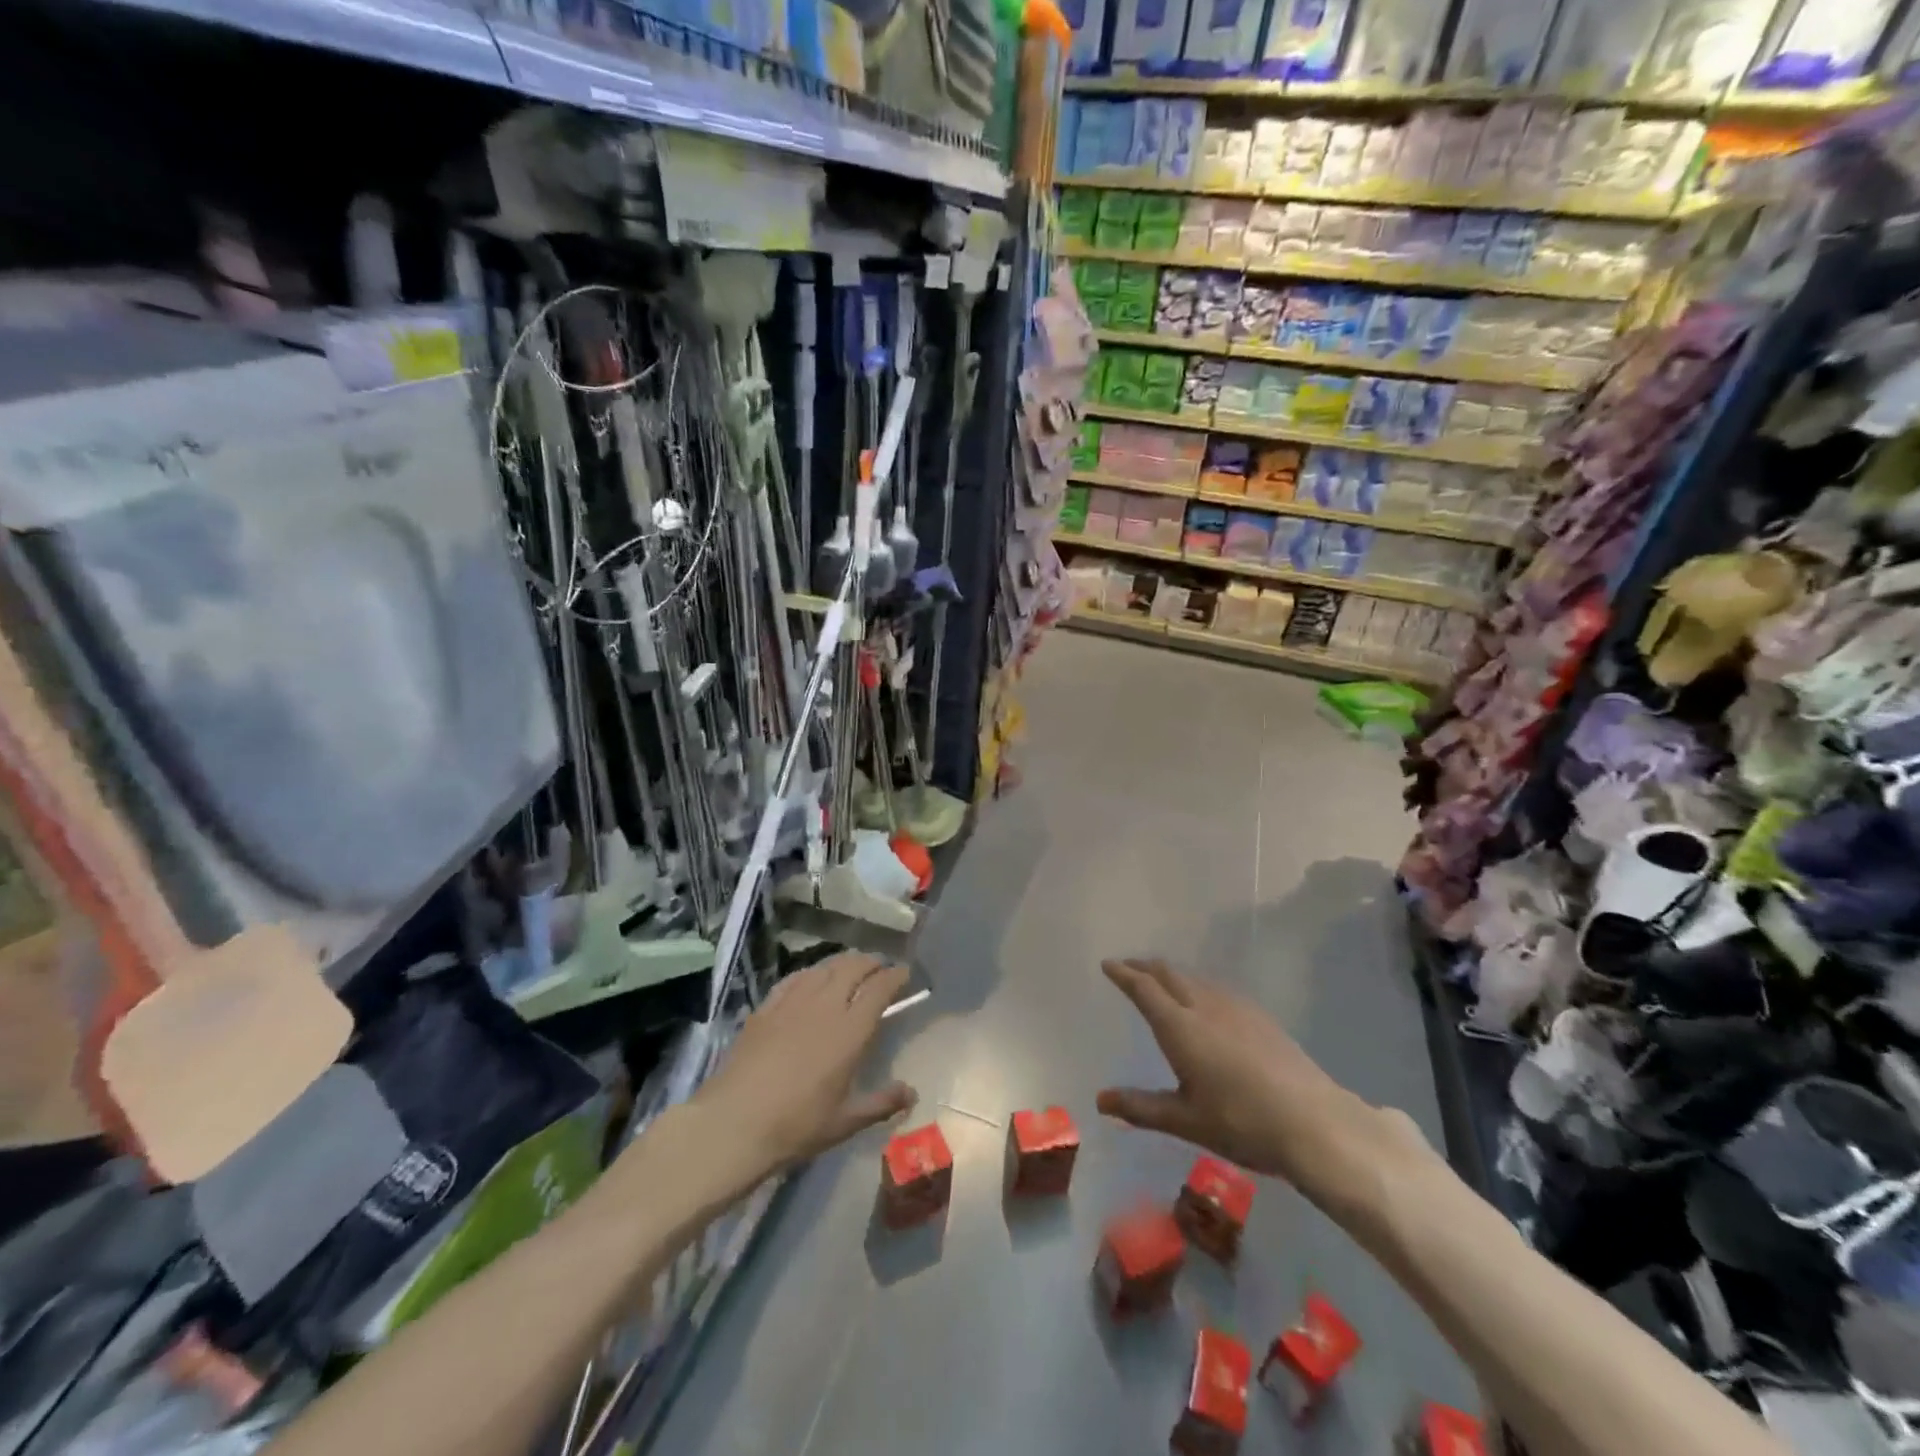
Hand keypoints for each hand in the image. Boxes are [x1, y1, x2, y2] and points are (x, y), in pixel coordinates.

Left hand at [693, 953, 916, 1181]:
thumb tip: (912, 1094)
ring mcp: (793, 1002)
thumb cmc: (796, 1125)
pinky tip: (812, 979)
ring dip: (844, 963)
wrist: (734, 1123)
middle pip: (853, 967)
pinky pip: (795, 978)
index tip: (905, 974)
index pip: (880, 988)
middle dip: (872, 962)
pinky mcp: (766, 1007)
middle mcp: (825, 1006)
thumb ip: (881, 1104)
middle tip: (881, 967)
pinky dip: (812, 972)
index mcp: (850, 1031)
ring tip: (851, 968)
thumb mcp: (845, 1122)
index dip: (895, 976)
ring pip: (825, 967)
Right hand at [1096, 958, 1423, 1215]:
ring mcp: (1236, 1008)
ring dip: (1171, 974)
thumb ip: (1141, 1107)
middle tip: (1128, 967)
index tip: (1108, 964)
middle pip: (1168, 973)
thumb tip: (1100, 1100)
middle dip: (1144, 966)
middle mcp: (1204, 1007)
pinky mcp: (1260, 1016)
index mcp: (1180, 1027)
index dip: (1123, 974)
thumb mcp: (1186, 1121)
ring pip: (1194, 978)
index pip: (1144, 989)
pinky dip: (1196, 985)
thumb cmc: (1242, 1123)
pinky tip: (1205, 1001)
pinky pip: (1216, 988)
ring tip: (1160, 982)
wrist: (1314, 1123)